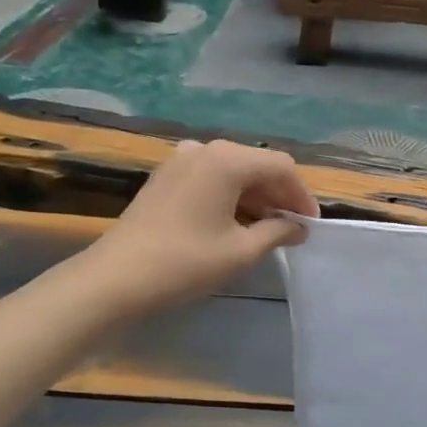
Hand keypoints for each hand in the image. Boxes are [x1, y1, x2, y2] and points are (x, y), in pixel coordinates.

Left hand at [85, 140, 317, 318]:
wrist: (115, 278)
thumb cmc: (185, 262)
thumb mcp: (241, 250)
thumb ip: (278, 231)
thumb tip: (299, 227)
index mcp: (227, 160)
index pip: (281, 166)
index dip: (301, 195)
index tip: (310, 225)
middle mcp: (205, 149)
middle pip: (257, 164)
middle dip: (279, 195)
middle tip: (293, 228)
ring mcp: (181, 160)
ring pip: (234, 171)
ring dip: (255, 196)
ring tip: (267, 229)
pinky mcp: (166, 176)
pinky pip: (211, 177)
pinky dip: (230, 195)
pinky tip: (235, 222)